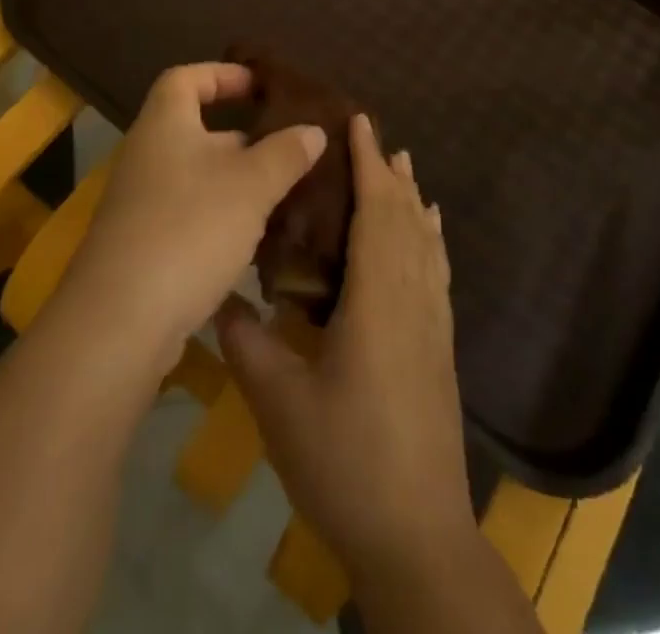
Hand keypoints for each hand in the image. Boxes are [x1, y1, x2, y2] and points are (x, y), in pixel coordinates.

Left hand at [60, 62, 324, 368]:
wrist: (120, 320)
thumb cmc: (189, 228)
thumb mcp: (250, 185)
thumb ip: (285, 153)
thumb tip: (312, 130)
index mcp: (165, 124)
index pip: (186, 79)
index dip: (223, 75)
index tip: (261, 86)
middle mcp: (147, 155)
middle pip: (196, 130)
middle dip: (243, 138)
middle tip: (289, 149)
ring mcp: (141, 203)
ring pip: (198, 178)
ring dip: (237, 183)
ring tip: (284, 195)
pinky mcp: (143, 246)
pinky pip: (189, 215)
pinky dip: (221, 219)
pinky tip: (255, 242)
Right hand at [217, 115, 472, 576]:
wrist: (417, 537)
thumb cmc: (346, 461)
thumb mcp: (279, 402)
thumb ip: (246, 342)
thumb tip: (219, 298)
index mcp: (379, 298)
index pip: (377, 210)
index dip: (369, 162)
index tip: (358, 121)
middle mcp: (413, 298)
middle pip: (407, 218)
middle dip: (390, 172)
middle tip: (371, 134)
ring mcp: (433, 324)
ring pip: (427, 241)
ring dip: (412, 199)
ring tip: (402, 167)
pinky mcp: (440, 347)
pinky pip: (437, 270)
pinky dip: (430, 238)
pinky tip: (426, 235)